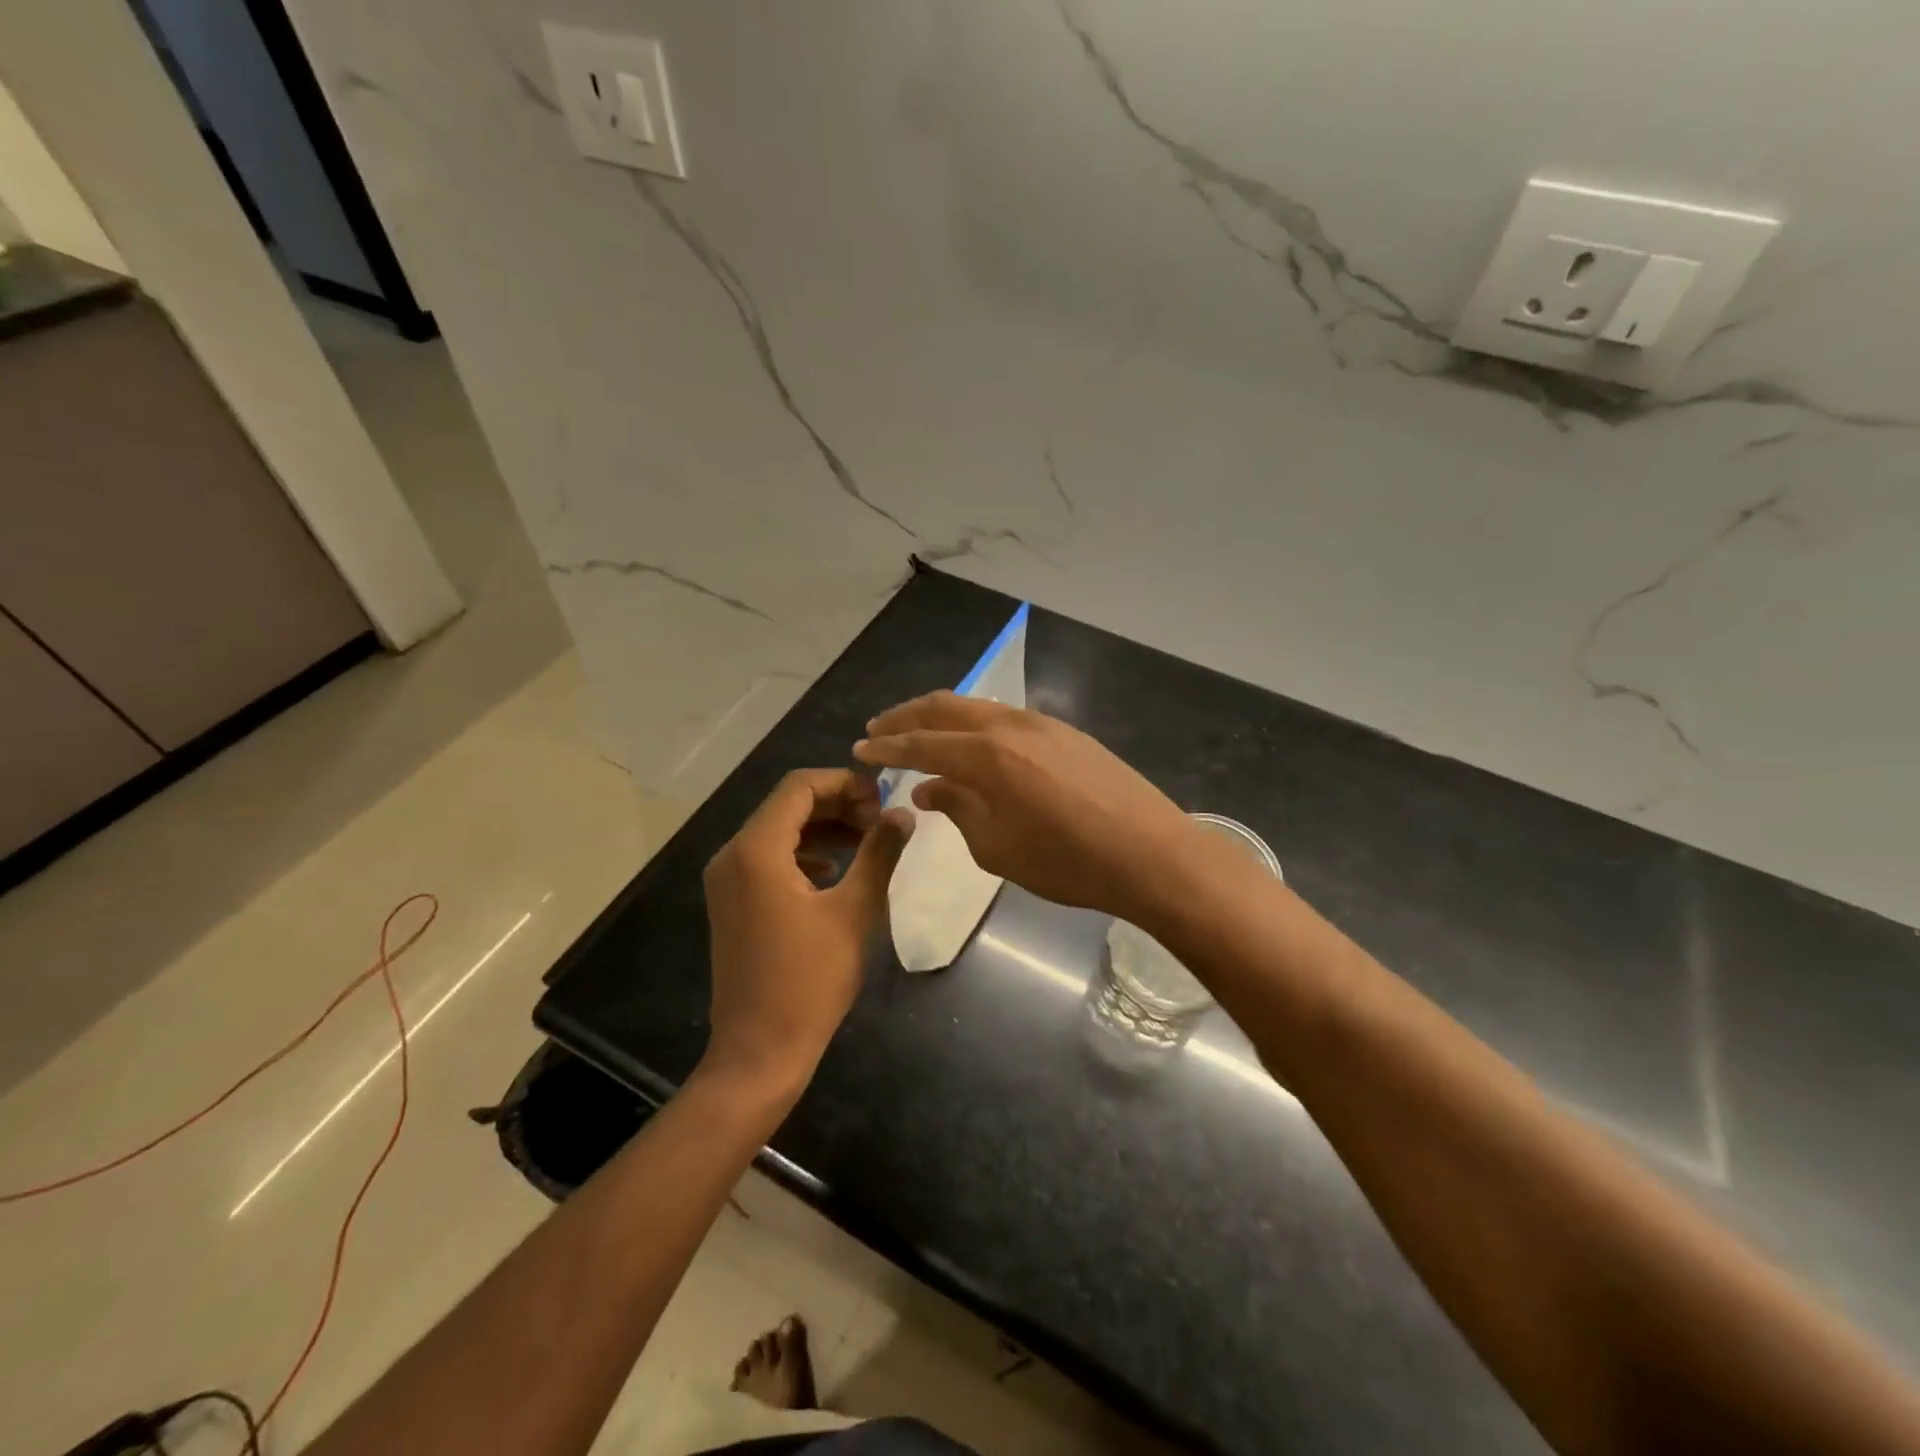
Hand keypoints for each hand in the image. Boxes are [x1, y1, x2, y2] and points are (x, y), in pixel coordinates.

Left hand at [700, 769, 913, 1096]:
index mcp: (757, 850)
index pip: (799, 786)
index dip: (845, 783)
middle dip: (837, 804)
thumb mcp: (855, 911)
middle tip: (880, 819)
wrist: (759, 1051)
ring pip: (778, 830)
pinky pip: (768, 858)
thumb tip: (904, 814)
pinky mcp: (732, 902)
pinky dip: (804, 852)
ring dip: (823, 827)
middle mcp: (733, 855)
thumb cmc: (810, 980)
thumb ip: (880, 853)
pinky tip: (836, 870)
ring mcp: (727, 880)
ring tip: (867, 841)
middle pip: (787, 805)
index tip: (883, 798)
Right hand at [853, 692, 1193, 918]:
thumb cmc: (1067, 862)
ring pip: (978, 706)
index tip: (859, 748)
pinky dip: (976, 724)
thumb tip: (928, 788)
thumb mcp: (997, 847)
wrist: (1150, 854)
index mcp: (987, 755)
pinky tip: (973, 744)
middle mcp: (1011, 725)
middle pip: (946, 707)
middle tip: (879, 728)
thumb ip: (957, 809)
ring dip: (943, 716)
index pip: (922, 743)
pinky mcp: (1067, 732)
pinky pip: (1006, 717)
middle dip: (907, 716)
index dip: (886, 747)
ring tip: (920, 732)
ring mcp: (1043, 724)